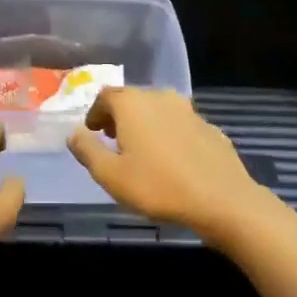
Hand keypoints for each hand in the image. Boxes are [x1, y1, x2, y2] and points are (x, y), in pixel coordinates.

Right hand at [67, 88, 268, 244]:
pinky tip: (171, 161)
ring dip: (145, 126)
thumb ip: (87, 151)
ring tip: (141, 152)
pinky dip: (169, 136)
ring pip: (159, 112)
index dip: (95, 113)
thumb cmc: (158, 186)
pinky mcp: (211, 128)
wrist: (222, 200)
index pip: (106, 96)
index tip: (92, 132)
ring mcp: (190, 111)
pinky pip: (180, 127)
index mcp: (133, 104)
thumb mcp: (110, 175)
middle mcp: (161, 98)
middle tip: (112, 142)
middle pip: (133, 100)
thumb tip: (74, 133)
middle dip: (119, 118)